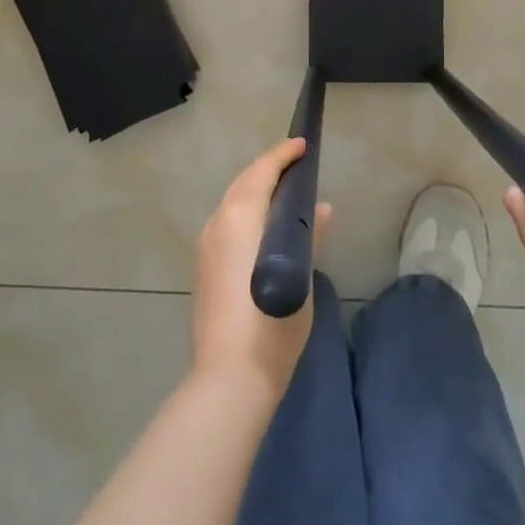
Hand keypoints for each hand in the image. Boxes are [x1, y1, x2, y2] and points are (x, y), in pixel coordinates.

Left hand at [191, 138, 331, 403]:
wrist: (229, 379)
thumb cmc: (272, 324)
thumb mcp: (300, 277)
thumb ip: (307, 236)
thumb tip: (321, 209)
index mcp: (240, 218)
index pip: (262, 172)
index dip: (282, 155)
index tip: (302, 145)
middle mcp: (218, 223)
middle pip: (244, 182)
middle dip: (268, 169)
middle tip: (296, 165)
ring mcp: (206, 246)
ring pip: (232, 202)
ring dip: (256, 190)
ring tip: (284, 194)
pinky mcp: (203, 267)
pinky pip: (227, 223)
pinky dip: (246, 212)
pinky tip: (264, 227)